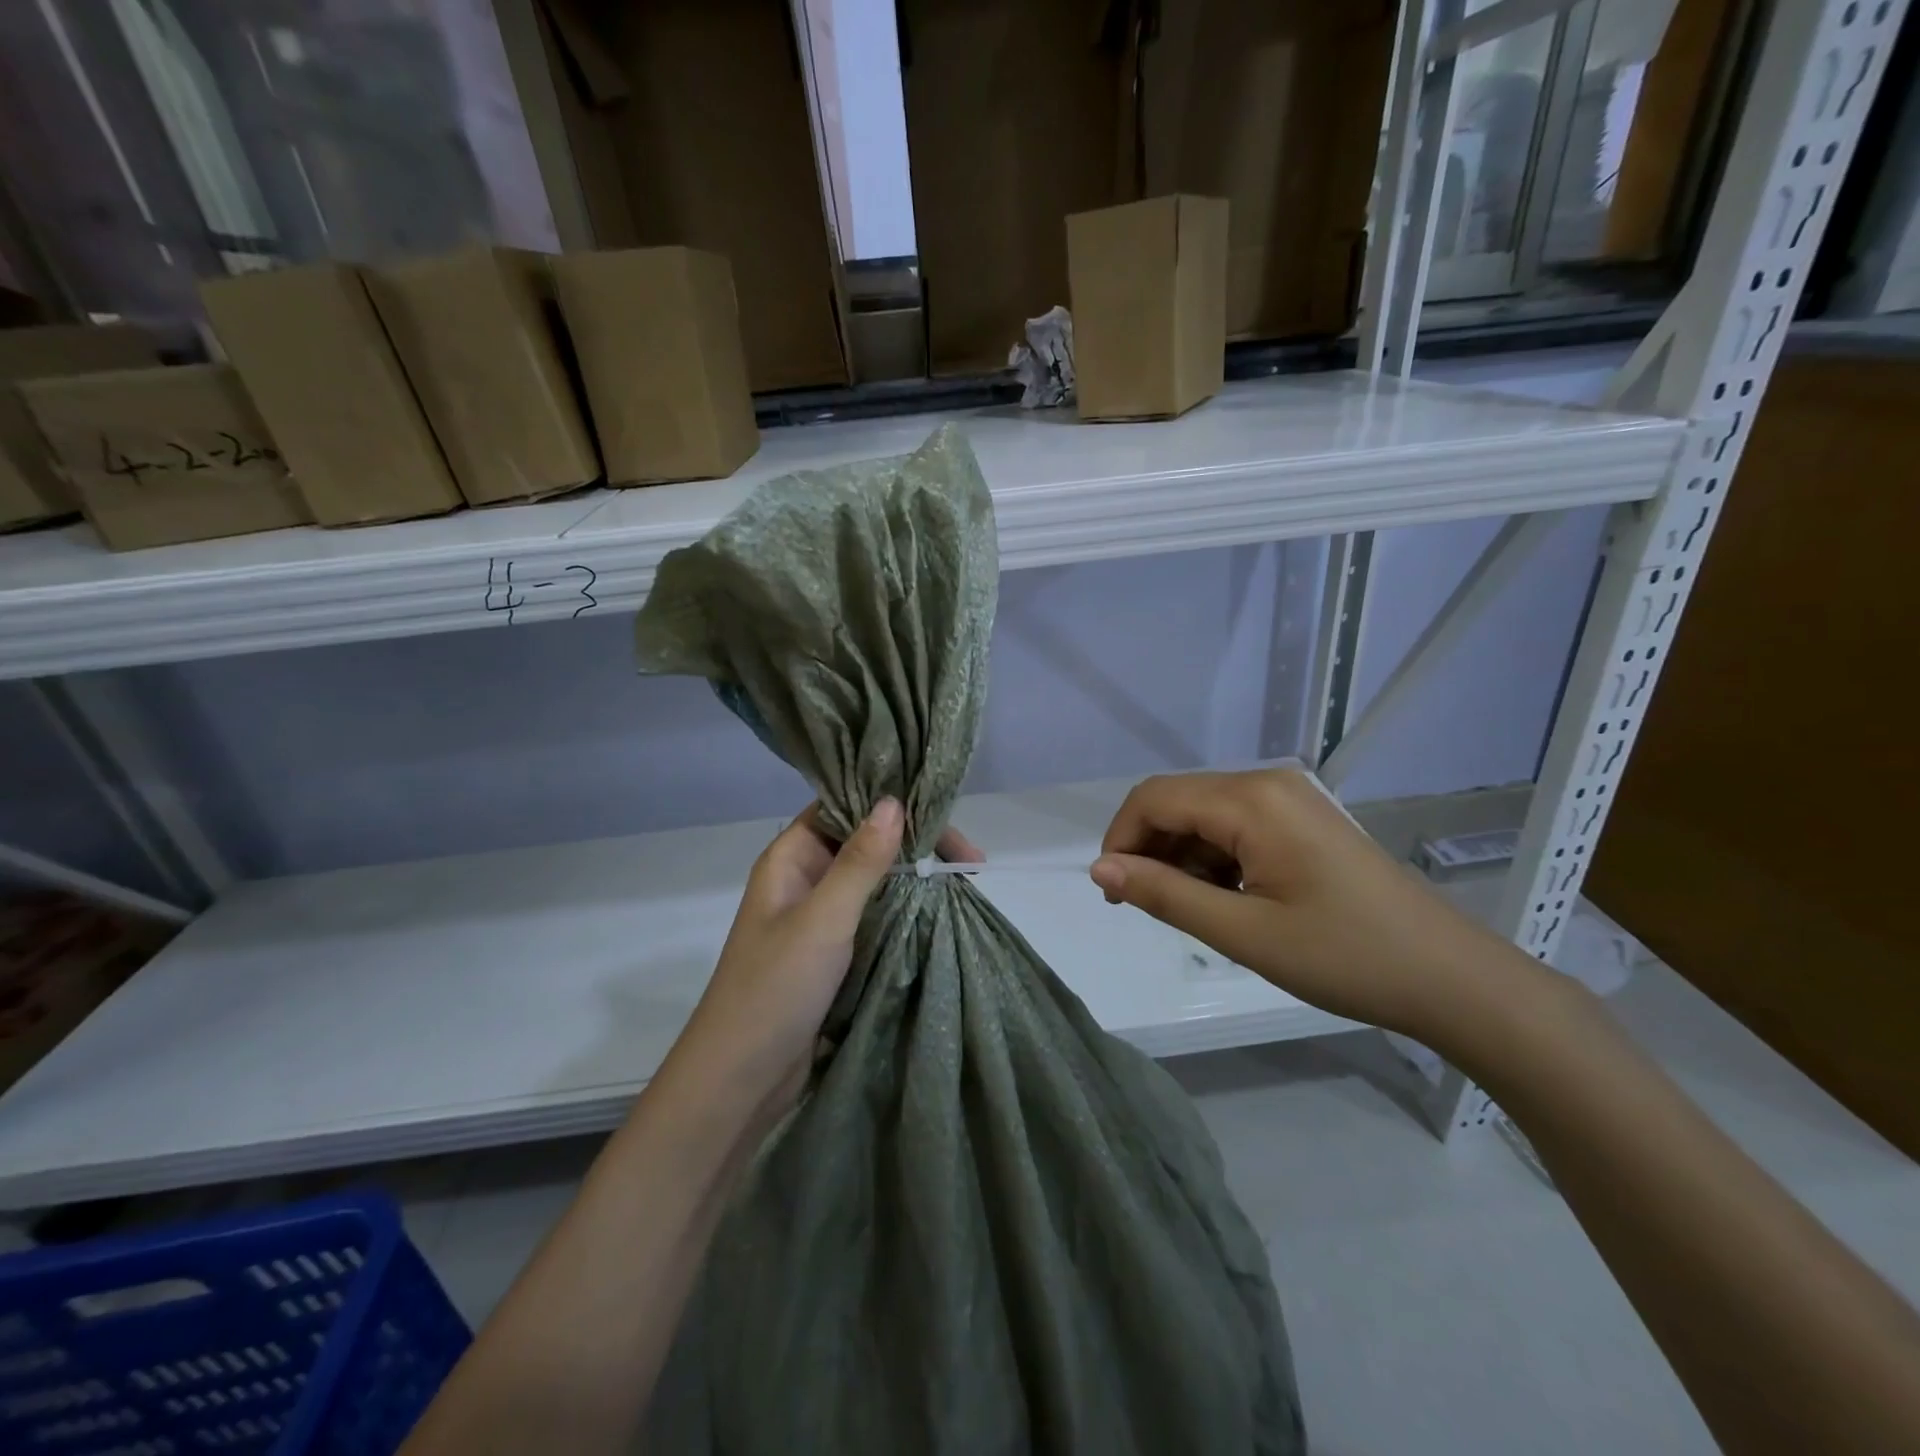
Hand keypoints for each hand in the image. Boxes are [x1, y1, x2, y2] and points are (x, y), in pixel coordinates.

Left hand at [665, 800, 982, 1119]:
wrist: (742, 1079)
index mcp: (791, 858)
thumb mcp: (823, 918)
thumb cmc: (775, 987)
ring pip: (875, 880)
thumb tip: (893, 801)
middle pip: (865, 842)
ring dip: (915, 876)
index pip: (843, 807)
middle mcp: (806, 879)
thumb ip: (860, 861)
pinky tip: (941, 910)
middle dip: (914, 843)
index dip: (889, 801)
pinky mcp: (835, 952)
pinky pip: (876, 915)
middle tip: (970, 859)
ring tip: (965, 880)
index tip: (939, 808)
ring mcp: (821, 917)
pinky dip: (907, 908)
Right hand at [1089, 768, 1540, 1045]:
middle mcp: (1267, 783)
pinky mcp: (1303, 820)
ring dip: (1181, 857)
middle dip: (1148, 849)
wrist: (1452, 979)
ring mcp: (1290, 799)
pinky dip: (1214, 859)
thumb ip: (1164, 894)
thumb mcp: (1243, 932)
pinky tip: (1225, 900)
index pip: (1153, 798)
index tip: (1113, 894)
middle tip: (1141, 907)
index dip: (1120, 840)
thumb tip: (1099, 868)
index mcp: (1251, 800)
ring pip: (1204, 815)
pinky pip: (1236, 826)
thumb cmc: (1345, 956)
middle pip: (1177, 802)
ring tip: (1190, 912)